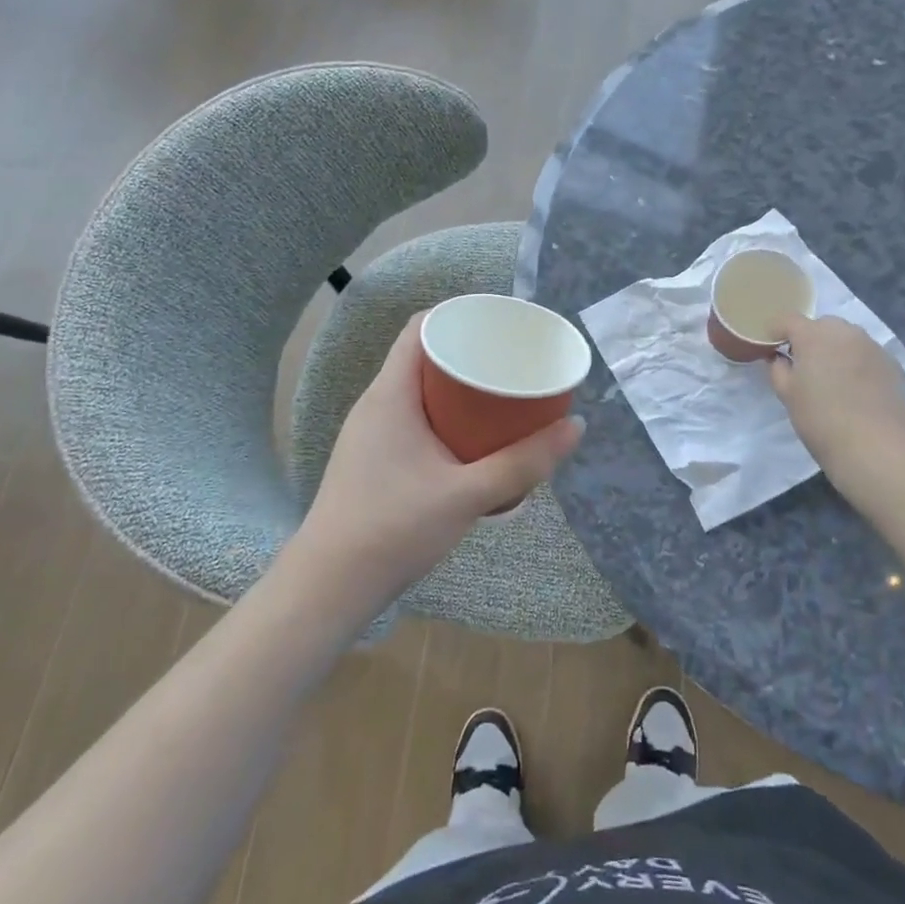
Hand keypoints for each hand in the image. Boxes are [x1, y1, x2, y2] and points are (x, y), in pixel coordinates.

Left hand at [287, 313, 583, 618]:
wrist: (329, 588)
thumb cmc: (393, 529)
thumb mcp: (467, 494)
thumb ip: (523, 463)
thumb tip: (576, 427)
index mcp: (390, 394)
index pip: (420, 328)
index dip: (460, 315)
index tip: (500, 324)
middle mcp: (376, 404)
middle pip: (424, 358)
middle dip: (469, 354)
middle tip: (512, 361)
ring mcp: (371, 434)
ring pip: (420, 392)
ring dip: (459, 390)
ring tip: (502, 397)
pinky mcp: (373, 461)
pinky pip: (414, 419)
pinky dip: (446, 417)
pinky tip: (473, 441)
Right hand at [769, 315, 904, 467]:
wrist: (875, 448)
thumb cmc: (821, 419)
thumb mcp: (787, 395)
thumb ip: (778, 370)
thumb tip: (780, 359)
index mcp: (814, 336)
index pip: (788, 319)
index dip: (776, 331)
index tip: (772, 348)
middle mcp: (846, 333)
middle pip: (822, 325)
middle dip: (811, 339)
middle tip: (805, 366)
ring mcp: (874, 348)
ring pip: (848, 339)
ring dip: (837, 351)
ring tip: (834, 379)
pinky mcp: (894, 366)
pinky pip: (868, 356)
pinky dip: (859, 365)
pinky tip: (858, 392)